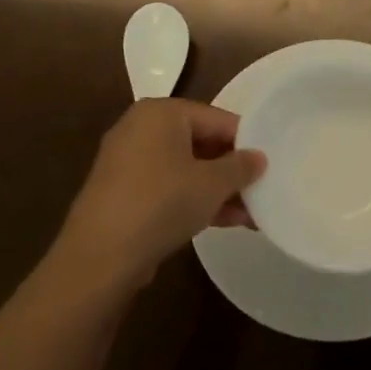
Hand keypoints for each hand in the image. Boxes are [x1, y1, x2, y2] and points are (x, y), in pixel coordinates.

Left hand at [53, 99, 266, 291]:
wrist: (100, 256)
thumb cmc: (162, 203)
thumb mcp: (212, 184)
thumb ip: (240, 167)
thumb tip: (258, 158)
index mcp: (161, 112)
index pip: (216, 118)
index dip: (246, 141)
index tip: (269, 164)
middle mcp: (141, 128)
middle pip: (200, 142)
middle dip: (231, 170)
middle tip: (261, 189)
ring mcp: (128, 161)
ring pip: (185, 168)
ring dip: (217, 190)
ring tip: (250, 214)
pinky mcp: (122, 192)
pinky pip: (167, 187)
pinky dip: (193, 200)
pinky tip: (224, 222)